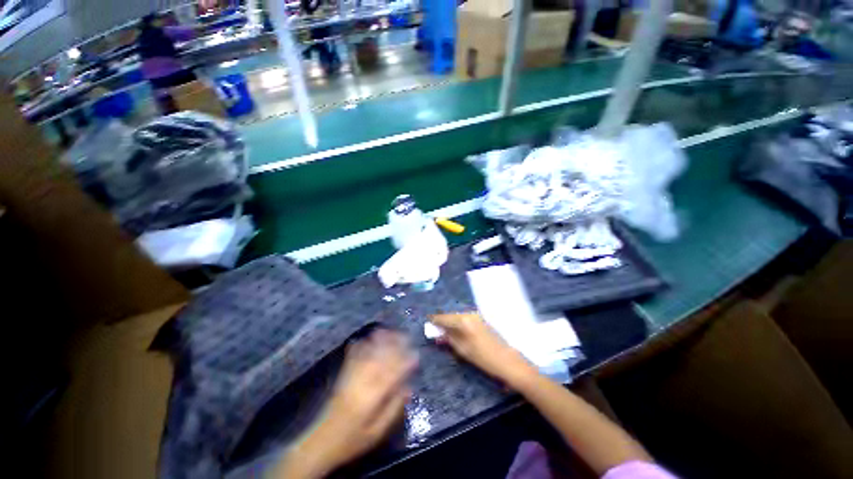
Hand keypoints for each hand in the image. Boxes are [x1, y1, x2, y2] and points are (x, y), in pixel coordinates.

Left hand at [274, 329, 417, 478]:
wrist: (322, 442)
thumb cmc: (353, 440)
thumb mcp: (377, 432)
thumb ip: (393, 409)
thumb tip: (408, 388)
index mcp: (372, 397)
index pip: (392, 374)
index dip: (405, 362)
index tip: (416, 354)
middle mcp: (362, 382)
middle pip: (380, 358)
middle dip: (394, 345)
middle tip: (405, 336)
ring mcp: (350, 377)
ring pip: (367, 354)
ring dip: (378, 341)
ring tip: (388, 330)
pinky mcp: (342, 376)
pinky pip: (352, 357)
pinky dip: (359, 345)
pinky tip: (364, 337)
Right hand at [429, 313, 536, 388]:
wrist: (508, 361)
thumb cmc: (484, 358)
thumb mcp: (463, 350)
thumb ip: (449, 339)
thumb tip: (437, 332)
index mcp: (463, 320)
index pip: (444, 317)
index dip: (434, 319)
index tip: (427, 321)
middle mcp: (469, 314)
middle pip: (451, 315)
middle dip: (442, 321)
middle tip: (435, 328)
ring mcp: (477, 316)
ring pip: (458, 316)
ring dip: (451, 322)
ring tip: (444, 331)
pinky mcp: (482, 320)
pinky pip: (465, 319)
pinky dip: (459, 324)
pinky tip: (457, 331)